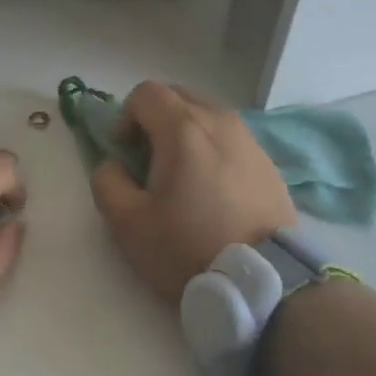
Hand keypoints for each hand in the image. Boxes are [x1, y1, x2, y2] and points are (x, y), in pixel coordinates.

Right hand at [90, 82, 295, 305]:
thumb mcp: (128, 223)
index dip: (125, 117)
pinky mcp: (268, 162)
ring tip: (182, 177)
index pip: (145, 93)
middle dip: (155, 120)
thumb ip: (107, 182)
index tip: (125, 153)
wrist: (264, 282)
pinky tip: (212, 190)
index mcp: (183, 129)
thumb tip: (114, 165)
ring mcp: (249, 139)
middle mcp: (219, 121)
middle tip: (149, 161)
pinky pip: (229, 138)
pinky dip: (212, 149)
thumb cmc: (189, 248)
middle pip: (177, 96)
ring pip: (206, 115)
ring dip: (185, 133)